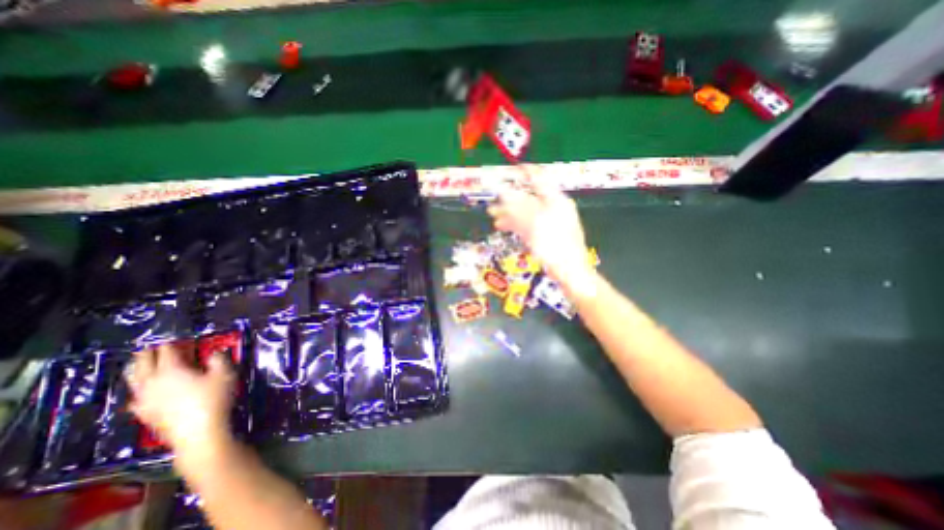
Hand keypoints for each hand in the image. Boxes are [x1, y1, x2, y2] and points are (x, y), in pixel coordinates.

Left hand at [125, 341, 233, 465]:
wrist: (198, 432)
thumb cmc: (213, 399)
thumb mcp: (225, 374)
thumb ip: (219, 359)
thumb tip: (215, 352)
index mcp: (171, 370)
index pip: (167, 350)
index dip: (172, 342)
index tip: (178, 337)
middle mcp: (151, 382)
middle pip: (143, 363)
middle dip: (148, 352)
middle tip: (154, 346)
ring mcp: (144, 399)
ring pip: (133, 379)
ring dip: (137, 368)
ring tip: (141, 363)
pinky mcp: (144, 412)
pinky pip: (135, 395)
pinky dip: (138, 388)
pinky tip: (142, 391)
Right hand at [487, 175, 595, 294]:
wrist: (569, 271)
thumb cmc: (555, 245)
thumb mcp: (535, 223)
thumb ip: (518, 207)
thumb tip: (503, 192)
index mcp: (555, 200)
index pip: (539, 179)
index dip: (524, 173)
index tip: (509, 171)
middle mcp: (552, 208)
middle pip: (529, 198)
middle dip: (510, 198)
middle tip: (493, 200)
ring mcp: (549, 222)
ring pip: (526, 212)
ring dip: (509, 212)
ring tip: (492, 215)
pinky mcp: (544, 234)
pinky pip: (528, 224)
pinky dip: (515, 224)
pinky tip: (503, 226)